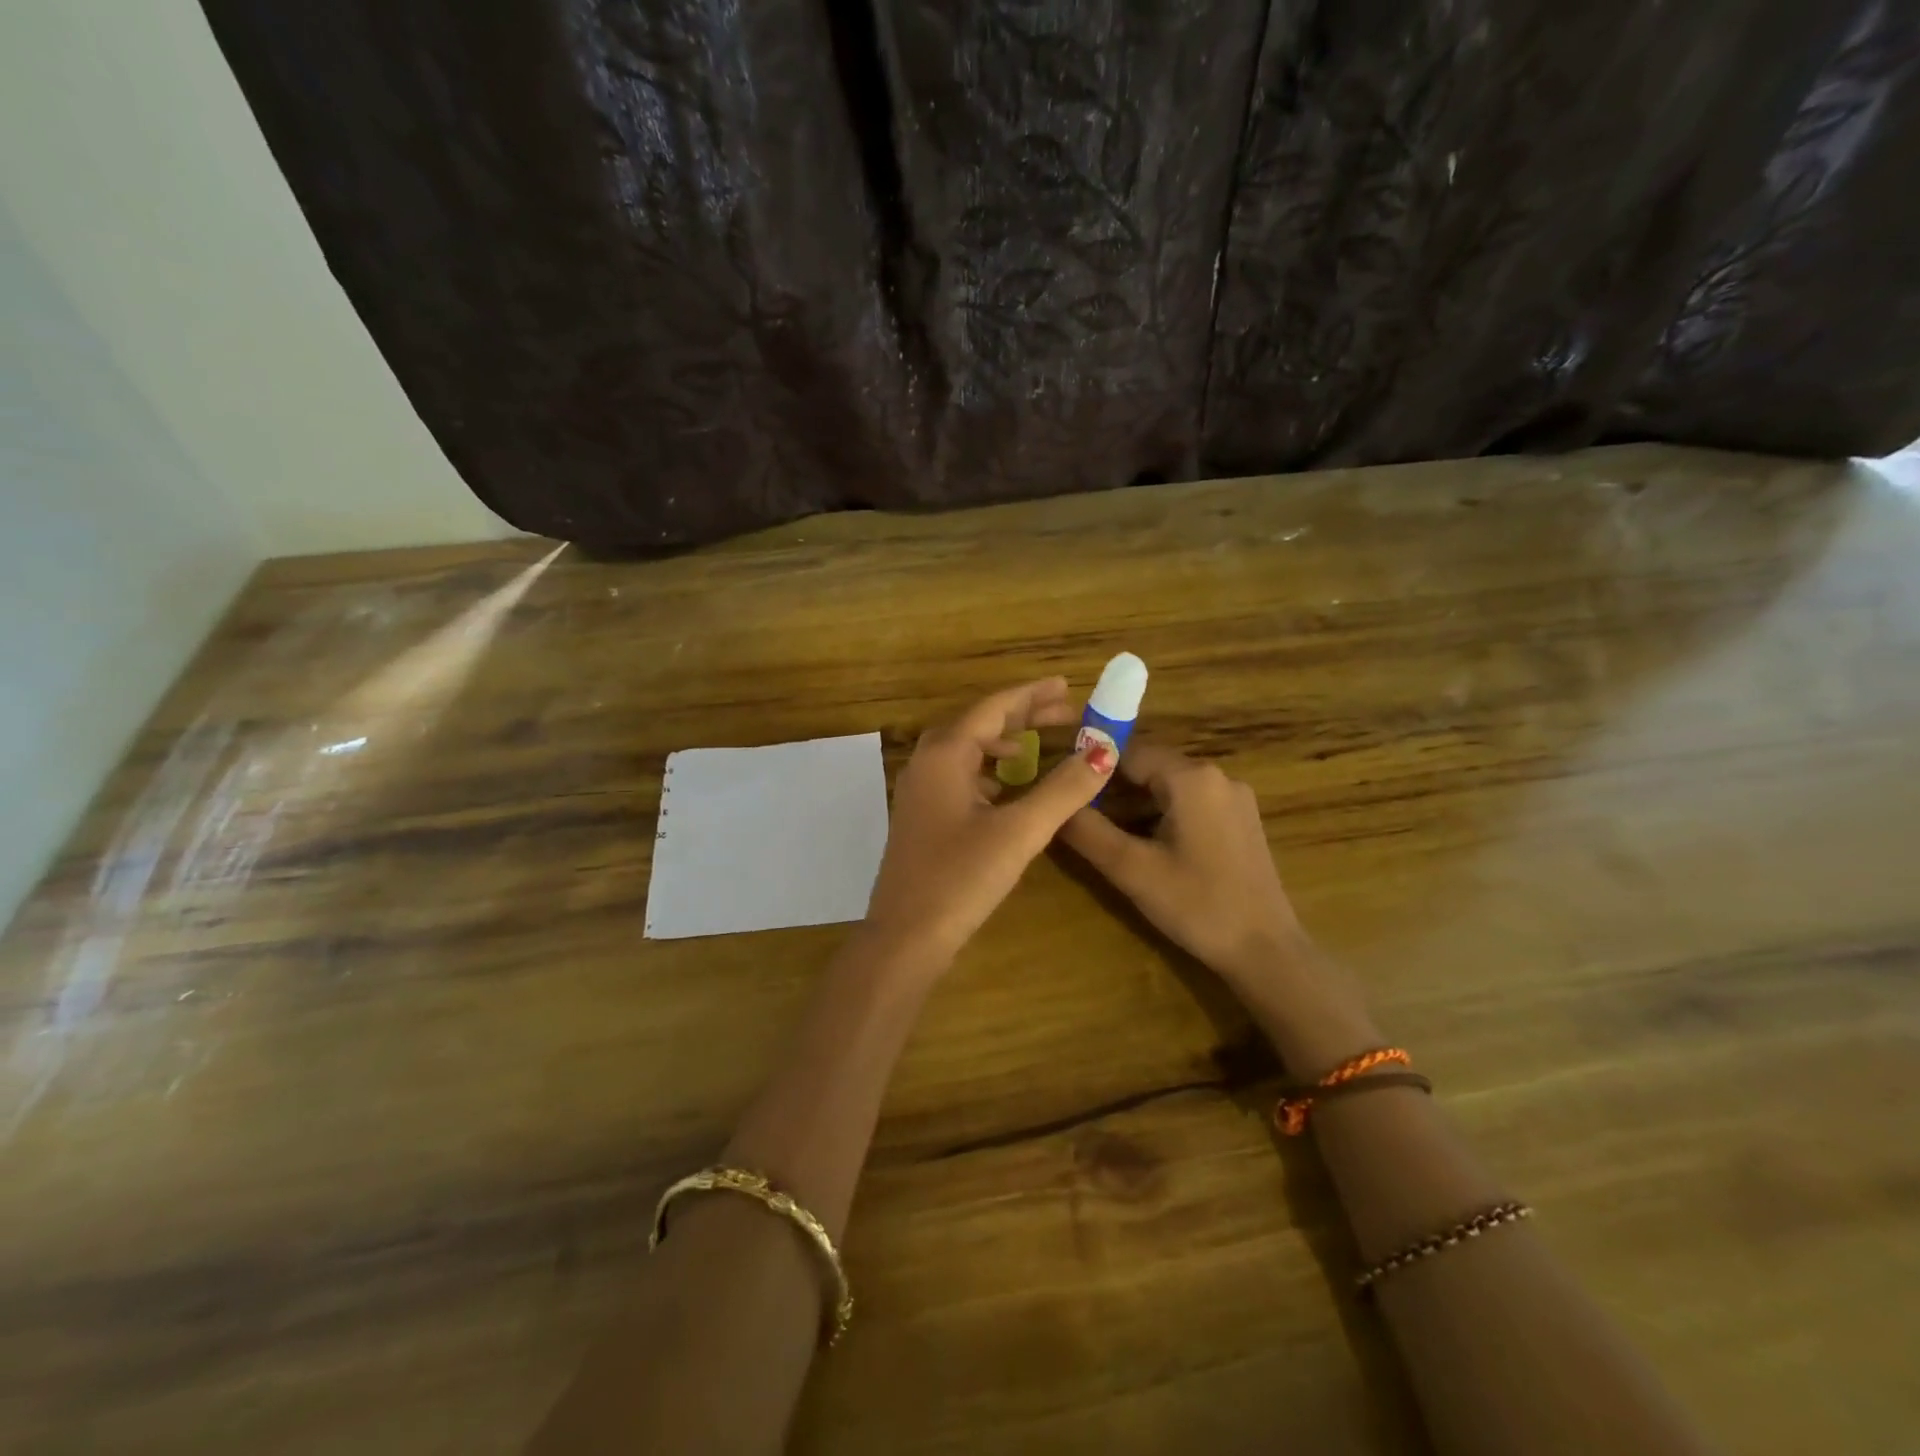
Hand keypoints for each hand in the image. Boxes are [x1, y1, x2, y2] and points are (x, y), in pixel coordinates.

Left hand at [863, 678, 1116, 970]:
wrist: (905, 936)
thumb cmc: (961, 878)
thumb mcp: (1019, 831)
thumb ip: (1063, 790)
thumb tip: (1104, 751)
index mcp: (945, 755)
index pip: (993, 708)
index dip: (1032, 695)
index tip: (1066, 686)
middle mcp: (927, 764)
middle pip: (978, 724)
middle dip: (1021, 715)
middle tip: (1064, 711)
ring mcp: (920, 791)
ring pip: (966, 750)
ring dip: (1003, 742)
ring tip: (1038, 744)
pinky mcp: (922, 817)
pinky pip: (958, 776)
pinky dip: (988, 771)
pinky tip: (1007, 788)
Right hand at [1057, 744, 1307, 981]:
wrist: (1265, 951)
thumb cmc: (1197, 905)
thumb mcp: (1131, 868)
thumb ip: (1087, 830)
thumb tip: (1051, 804)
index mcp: (1192, 777)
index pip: (1128, 753)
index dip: (1092, 770)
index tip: (1064, 792)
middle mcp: (1217, 776)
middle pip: (1150, 769)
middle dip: (1113, 790)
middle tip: (1080, 819)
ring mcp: (1234, 799)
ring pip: (1169, 788)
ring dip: (1135, 806)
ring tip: (1106, 836)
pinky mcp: (1241, 821)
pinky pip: (1190, 804)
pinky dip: (1162, 816)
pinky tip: (1146, 848)